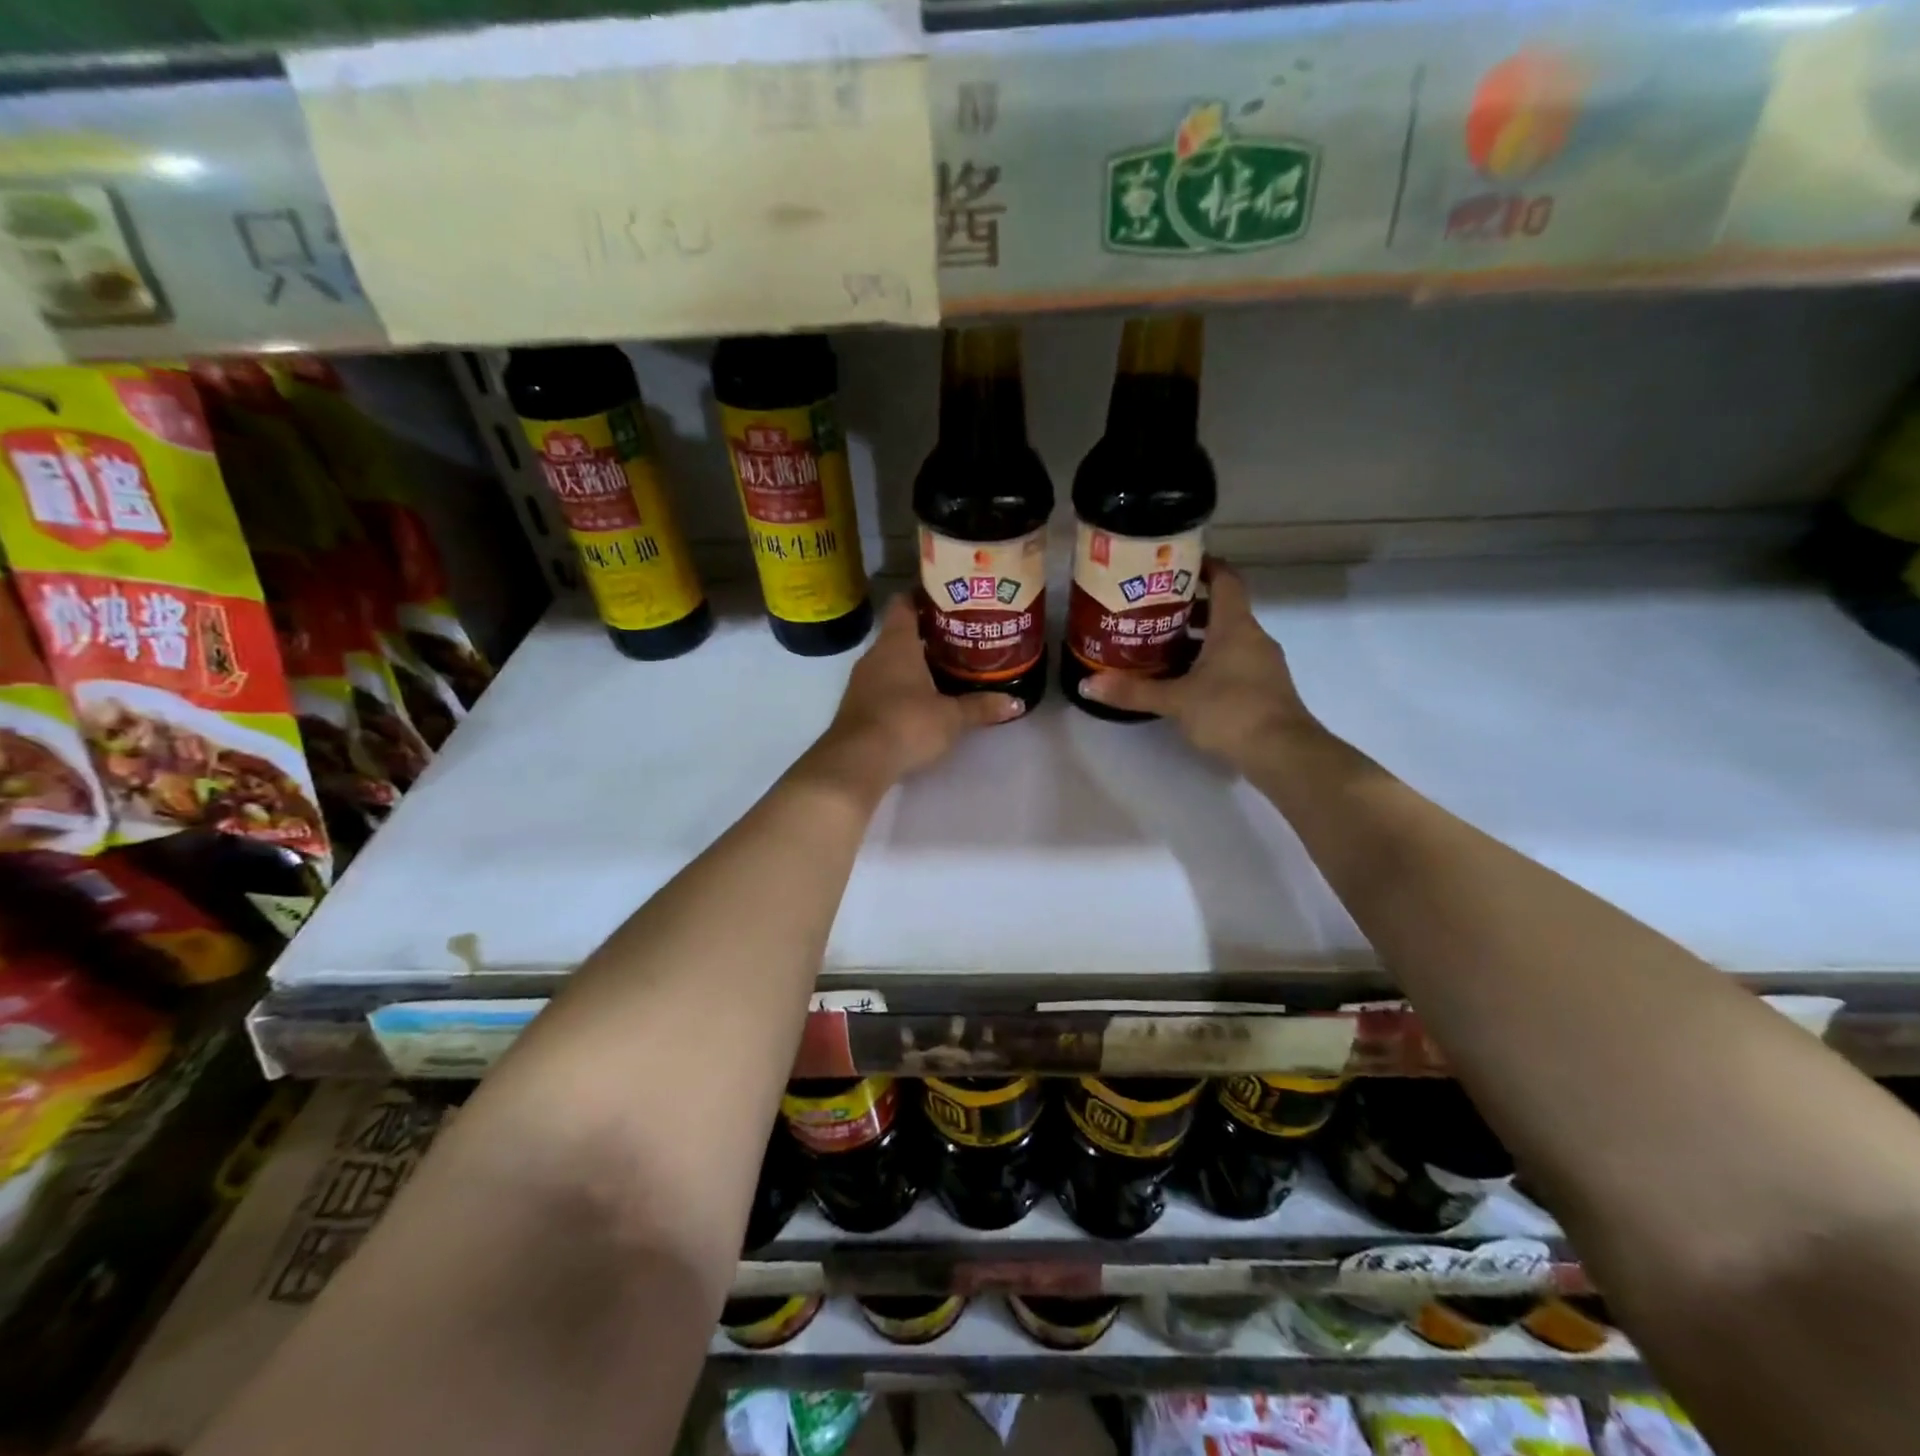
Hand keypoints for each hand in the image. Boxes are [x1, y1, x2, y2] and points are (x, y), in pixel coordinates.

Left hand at [805, 595, 1021, 794]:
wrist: (856, 762)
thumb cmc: (906, 724)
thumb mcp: (951, 717)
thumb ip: (981, 707)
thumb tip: (1016, 702)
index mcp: (897, 643)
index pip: (904, 603)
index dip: (923, 596)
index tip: (948, 599)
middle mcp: (875, 654)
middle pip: (899, 632)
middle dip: (926, 633)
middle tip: (958, 636)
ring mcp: (861, 680)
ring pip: (890, 660)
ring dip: (913, 662)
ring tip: (945, 667)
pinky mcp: (856, 705)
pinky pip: (881, 684)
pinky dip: (900, 685)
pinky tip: (921, 698)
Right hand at [1079, 561, 1318, 768]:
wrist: (1282, 752)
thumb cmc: (1230, 711)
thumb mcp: (1176, 700)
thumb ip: (1133, 691)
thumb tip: (1087, 684)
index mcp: (1235, 626)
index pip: (1225, 579)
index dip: (1203, 566)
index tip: (1174, 565)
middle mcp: (1253, 637)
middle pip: (1222, 609)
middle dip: (1189, 607)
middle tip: (1152, 610)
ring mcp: (1262, 664)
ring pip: (1227, 639)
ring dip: (1198, 638)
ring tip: (1161, 645)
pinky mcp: (1264, 689)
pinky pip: (1234, 662)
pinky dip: (1210, 662)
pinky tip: (1185, 679)